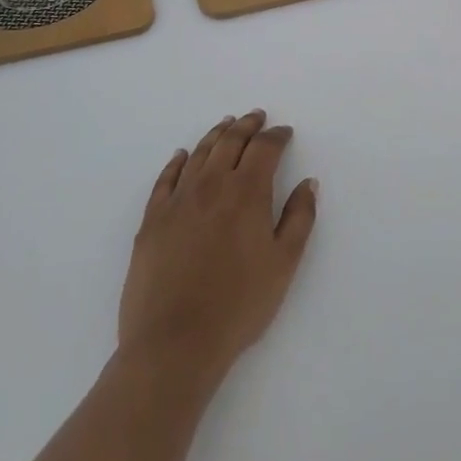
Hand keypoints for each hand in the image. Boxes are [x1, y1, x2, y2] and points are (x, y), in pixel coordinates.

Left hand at [118, 110, 318, 387]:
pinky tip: (182, 156)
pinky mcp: (152, 220)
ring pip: (199, 153)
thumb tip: (308, 183)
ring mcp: (177, 200)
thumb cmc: (239, 305)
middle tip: (257, 116)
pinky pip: (166, 178)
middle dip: (247, 125)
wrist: (174, 343)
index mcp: (247, 192)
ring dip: (216, 134)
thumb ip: (300, 218)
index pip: (265, 148)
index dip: (277, 136)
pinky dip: (178, 161)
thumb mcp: (284, 264)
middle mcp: (211, 184)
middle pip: (231, 141)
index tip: (285, 132)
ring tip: (226, 125)